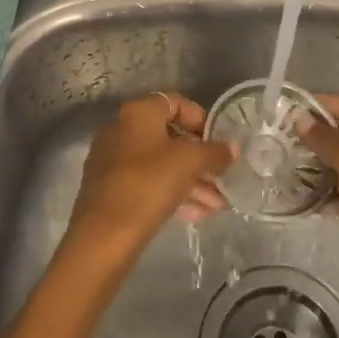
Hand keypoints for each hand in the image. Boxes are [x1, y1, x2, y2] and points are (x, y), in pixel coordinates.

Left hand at [64, 94, 232, 271]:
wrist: (104, 234)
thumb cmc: (148, 184)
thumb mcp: (189, 163)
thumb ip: (214, 152)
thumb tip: (234, 147)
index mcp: (137, 114)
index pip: (176, 103)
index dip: (201, 119)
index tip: (219, 141)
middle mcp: (121, 130)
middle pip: (169, 137)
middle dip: (200, 159)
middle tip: (223, 178)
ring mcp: (113, 160)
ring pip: (160, 164)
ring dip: (192, 181)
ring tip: (218, 205)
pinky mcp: (110, 189)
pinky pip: (148, 184)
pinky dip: (172, 194)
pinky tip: (198, 215)